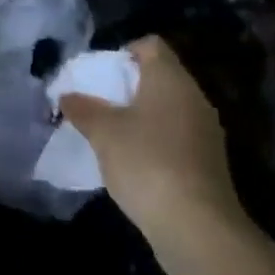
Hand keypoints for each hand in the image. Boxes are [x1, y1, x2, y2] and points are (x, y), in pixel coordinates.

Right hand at [59, 36, 255, 263]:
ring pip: (169, 109)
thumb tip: (66, 96)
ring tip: (112, 133)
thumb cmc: (146, 162)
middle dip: (129, 86)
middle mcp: (194, 98)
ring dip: (142, 116)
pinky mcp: (209, 163)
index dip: (125, 51)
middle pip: (160, 77)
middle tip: (100, 102)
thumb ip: (83, 109)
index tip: (102, 73)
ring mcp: (206, 132)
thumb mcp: (103, 133)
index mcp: (171, 79)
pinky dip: (156, 140)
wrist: (198, 228)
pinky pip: (178, 136)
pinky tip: (135, 162)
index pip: (151, 45)